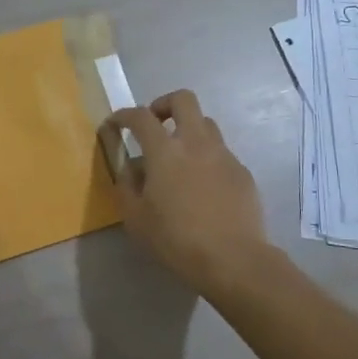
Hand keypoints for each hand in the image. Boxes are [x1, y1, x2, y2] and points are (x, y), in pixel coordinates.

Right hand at [107, 89, 266, 286]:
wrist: (233, 259)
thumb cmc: (176, 239)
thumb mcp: (135, 218)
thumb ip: (127, 185)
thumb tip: (131, 167)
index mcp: (165, 151)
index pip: (140, 116)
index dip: (124, 115)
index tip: (115, 124)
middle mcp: (196, 142)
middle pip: (183, 99)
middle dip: (164, 104)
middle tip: (155, 125)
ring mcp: (223, 155)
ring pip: (206, 123)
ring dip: (188, 130)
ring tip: (179, 157)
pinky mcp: (242, 172)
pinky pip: (221, 153)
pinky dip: (207, 158)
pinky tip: (203, 186)